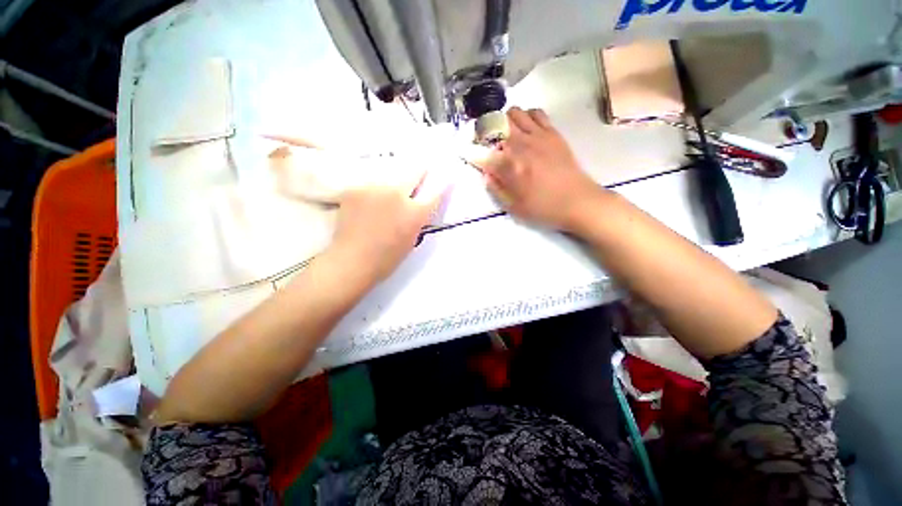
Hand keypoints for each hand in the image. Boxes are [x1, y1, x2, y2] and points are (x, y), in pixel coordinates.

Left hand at [328, 169, 446, 284]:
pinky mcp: (356, 189)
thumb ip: (418, 219)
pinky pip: (370, 186)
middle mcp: (398, 195)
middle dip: (419, 174)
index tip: (445, 178)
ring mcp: (375, 189)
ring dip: (391, 186)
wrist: (352, 261)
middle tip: (416, 178)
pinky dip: (371, 193)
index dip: (443, 184)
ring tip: (383, 200)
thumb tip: (419, 205)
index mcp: (415, 213)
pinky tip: (365, 206)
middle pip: (415, 172)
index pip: (436, 191)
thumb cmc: (386, 259)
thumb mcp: (411, 240)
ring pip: (390, 178)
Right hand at [480, 108, 605, 231]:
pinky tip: (526, 130)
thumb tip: (486, 174)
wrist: (579, 202)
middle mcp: (520, 145)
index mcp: (509, 167)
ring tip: (506, 136)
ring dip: (505, 122)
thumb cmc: (544, 209)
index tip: (469, 154)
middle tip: (488, 144)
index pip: (482, 154)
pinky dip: (526, 117)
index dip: (472, 153)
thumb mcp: (514, 207)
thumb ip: (497, 189)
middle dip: (485, 133)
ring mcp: (538, 135)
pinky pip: (536, 113)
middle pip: (495, 125)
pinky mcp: (552, 133)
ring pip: (514, 113)